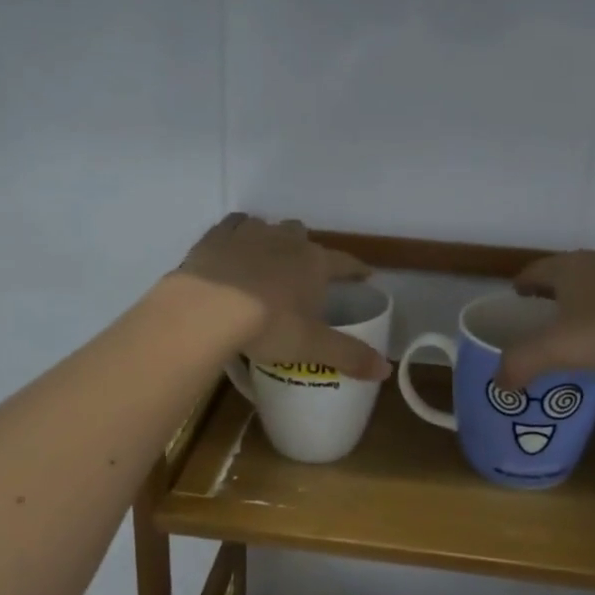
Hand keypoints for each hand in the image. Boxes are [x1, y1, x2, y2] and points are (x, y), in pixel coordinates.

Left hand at [175, 214, 389, 380]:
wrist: (207, 309)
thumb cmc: (268, 326)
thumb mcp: (312, 347)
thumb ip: (349, 356)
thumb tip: (386, 370)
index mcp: (314, 263)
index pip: (344, 262)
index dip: (356, 269)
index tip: (365, 274)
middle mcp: (286, 240)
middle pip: (302, 235)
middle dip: (306, 249)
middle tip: (302, 271)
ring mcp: (250, 233)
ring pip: (268, 227)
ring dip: (271, 240)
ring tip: (266, 260)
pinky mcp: (217, 236)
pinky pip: (233, 225)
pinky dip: (237, 234)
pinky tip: (234, 247)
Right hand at [496, 248, 594, 388]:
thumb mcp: (561, 350)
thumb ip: (522, 364)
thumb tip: (499, 383)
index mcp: (571, 267)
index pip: (535, 270)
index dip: (522, 285)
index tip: (516, 300)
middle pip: (568, 273)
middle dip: (554, 292)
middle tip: (545, 318)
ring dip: (588, 299)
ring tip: (585, 327)